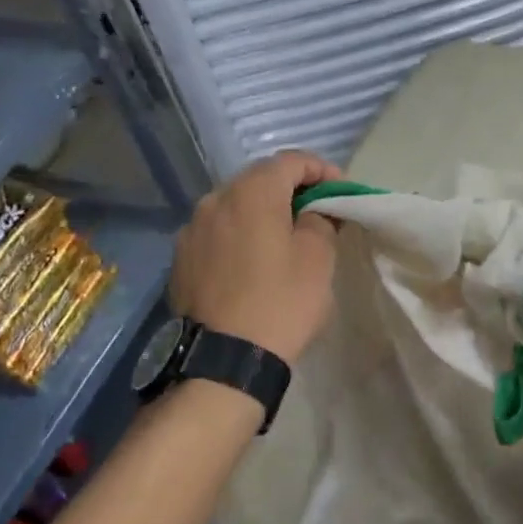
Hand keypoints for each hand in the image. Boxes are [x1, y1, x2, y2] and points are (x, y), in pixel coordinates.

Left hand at [170, 150, 343, 363]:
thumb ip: (320, 220)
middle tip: (318, 211)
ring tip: (286, 236)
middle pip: (259, 179)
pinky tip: (254, 261)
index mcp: (251, 192)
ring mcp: (192, 229)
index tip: (342, 191)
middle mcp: (215, 199)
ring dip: (264, 212)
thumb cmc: (279, 304)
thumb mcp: (318, 259)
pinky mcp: (181, 259)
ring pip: (236, 205)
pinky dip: (240, 234)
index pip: (291, 160)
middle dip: (292, 189)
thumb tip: (314, 210)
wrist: (222, 362)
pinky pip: (218, 232)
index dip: (321, 170)